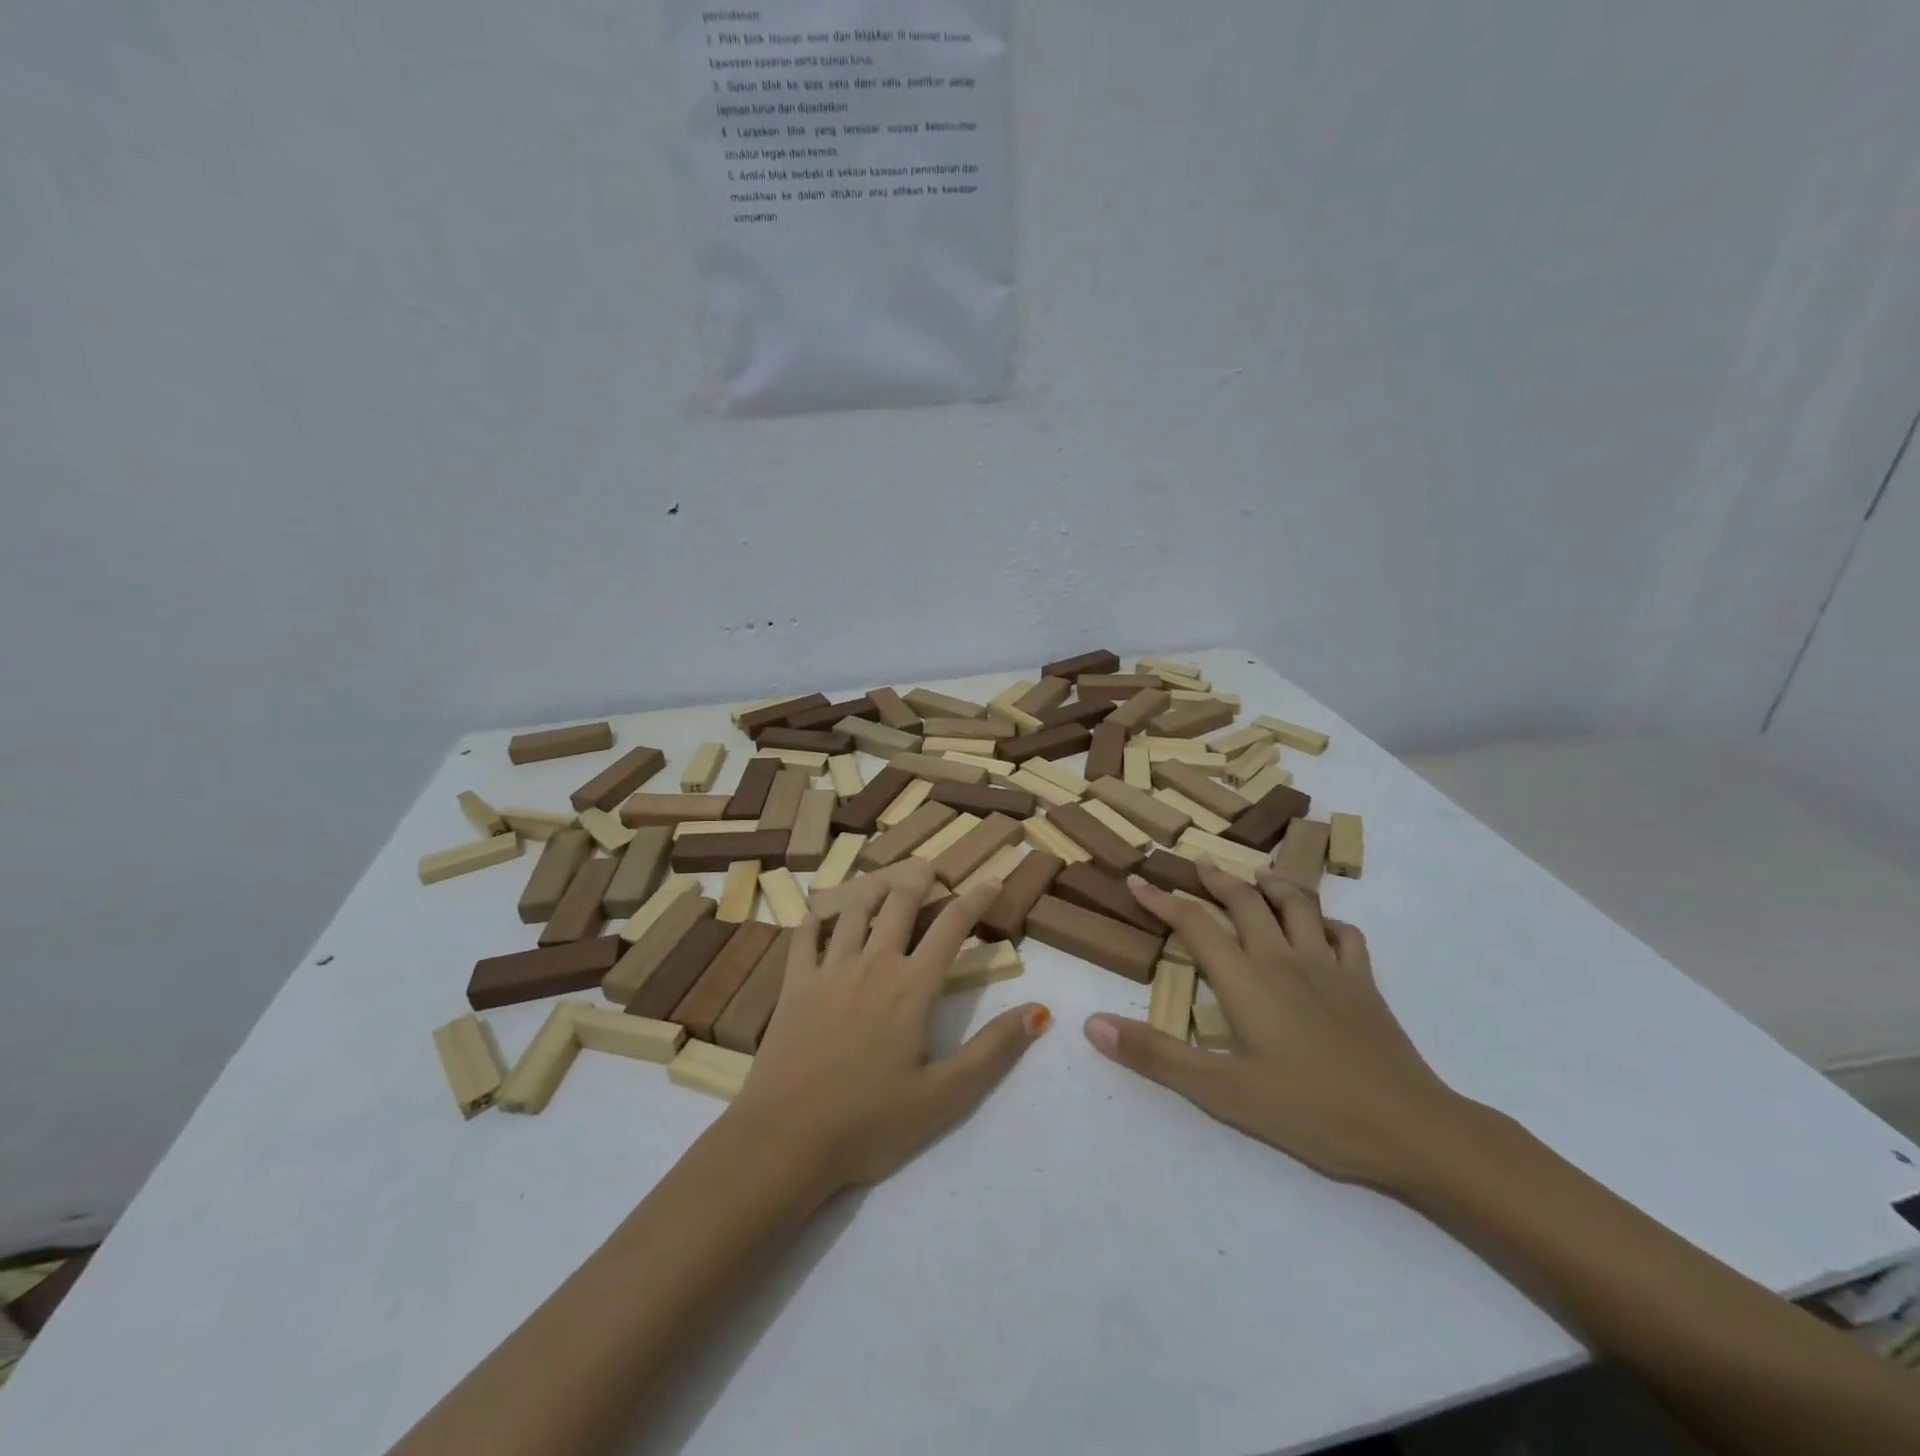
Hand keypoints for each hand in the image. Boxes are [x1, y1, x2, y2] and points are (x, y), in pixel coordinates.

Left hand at [727, 862, 1051, 1194]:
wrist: (785, 1140)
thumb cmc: (870, 1122)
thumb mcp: (945, 1096)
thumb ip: (993, 1049)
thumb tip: (1039, 1010)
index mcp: (912, 987)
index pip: (952, 927)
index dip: (975, 899)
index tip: (992, 879)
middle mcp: (873, 964)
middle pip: (899, 904)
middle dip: (918, 879)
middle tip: (928, 867)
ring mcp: (828, 970)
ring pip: (853, 911)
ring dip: (872, 888)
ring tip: (883, 880)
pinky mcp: (793, 985)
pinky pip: (804, 936)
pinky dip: (815, 917)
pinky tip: (819, 912)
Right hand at [1084, 860, 1470, 1188]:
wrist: (1409, 1128)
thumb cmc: (1309, 1110)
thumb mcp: (1222, 1091)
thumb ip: (1156, 1055)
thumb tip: (1091, 1024)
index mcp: (1245, 979)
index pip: (1194, 924)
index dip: (1162, 899)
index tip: (1138, 880)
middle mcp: (1283, 959)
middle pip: (1245, 901)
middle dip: (1216, 878)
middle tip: (1198, 863)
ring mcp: (1329, 966)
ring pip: (1297, 905)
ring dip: (1272, 884)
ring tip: (1256, 876)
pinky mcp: (1364, 983)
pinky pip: (1345, 935)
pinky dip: (1326, 921)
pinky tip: (1320, 927)